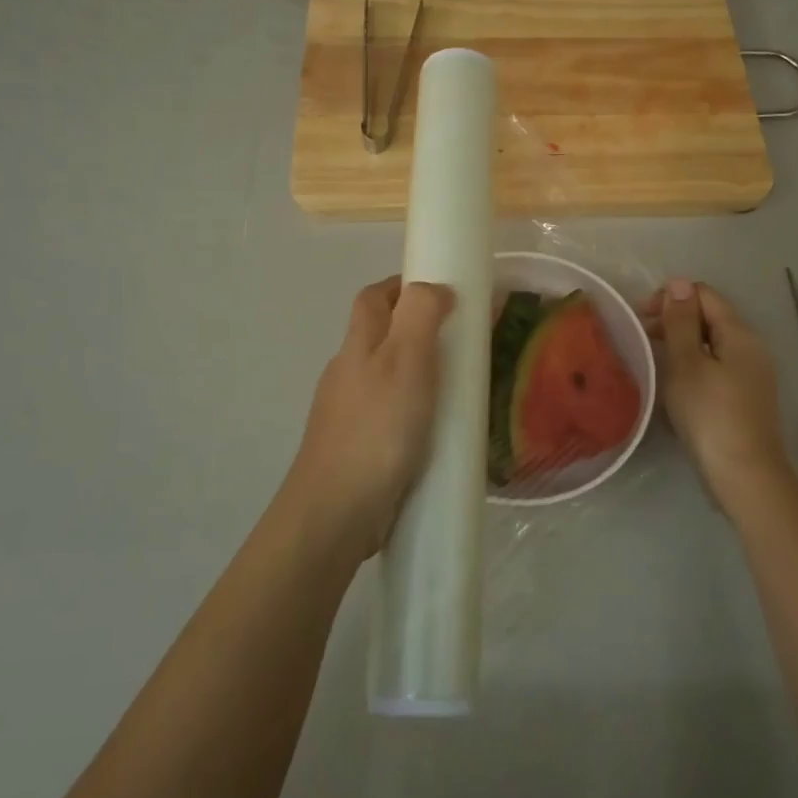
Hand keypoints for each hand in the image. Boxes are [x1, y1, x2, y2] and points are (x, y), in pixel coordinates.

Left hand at [281, 276, 455, 565]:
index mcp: (358, 346)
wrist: (335, 513)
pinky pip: (390, 414)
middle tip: (462, 339)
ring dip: (418, 371)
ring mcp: (349, 413)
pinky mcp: (358, 448)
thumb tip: (435, 287)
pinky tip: (438, 430)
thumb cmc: (376, 430)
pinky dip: (414, 409)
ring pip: (386, 376)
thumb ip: (421, 316)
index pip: (374, 297)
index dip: (403, 285)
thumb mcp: (406, 361)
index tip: (443, 289)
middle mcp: (348, 373)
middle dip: (416, 327)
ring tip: (461, 384)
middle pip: (379, 335)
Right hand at [644, 278, 795, 516]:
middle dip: (674, 320)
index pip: (704, 294)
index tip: (640, 318)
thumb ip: (681, 322)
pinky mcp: (745, 397)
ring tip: (653, 360)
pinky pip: (716, 366)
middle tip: (640, 339)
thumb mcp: (687, 364)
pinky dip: (693, 364)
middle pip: (710, 317)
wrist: (743, 475)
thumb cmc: (709, 414)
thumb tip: (679, 282)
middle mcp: (751, 347)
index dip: (671, 298)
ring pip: (711, 343)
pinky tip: (674, 383)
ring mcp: (751, 373)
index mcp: (740, 333)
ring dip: (681, 344)